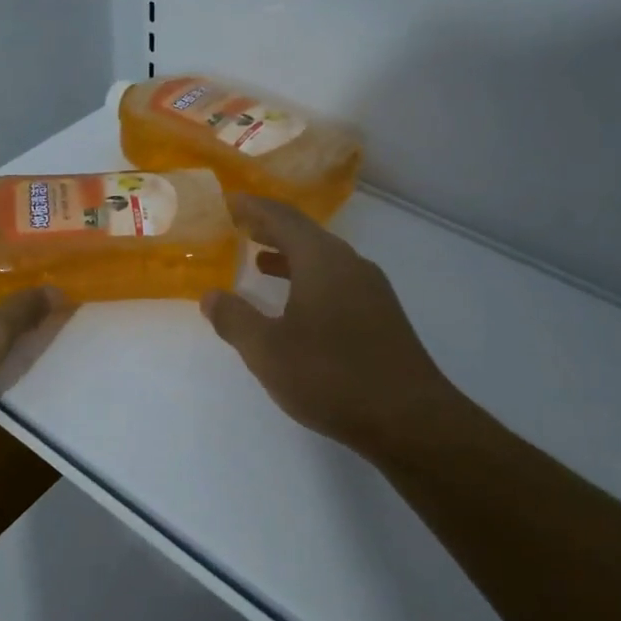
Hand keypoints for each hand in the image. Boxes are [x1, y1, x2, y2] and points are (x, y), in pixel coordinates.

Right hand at [201, 196, 481, 464]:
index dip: (254, 208)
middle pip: (306, 234)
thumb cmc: (331, 377)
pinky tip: (296, 304)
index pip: (283, 218)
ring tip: (259, 260)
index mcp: (322, 261)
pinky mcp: (381, 315)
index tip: (229, 201)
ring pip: (323, 259)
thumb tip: (210, 296)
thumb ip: (235, 320)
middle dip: (271, 228)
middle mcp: (350, 265)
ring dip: (290, 256)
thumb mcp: (267, 351)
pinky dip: (308, 279)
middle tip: (239, 225)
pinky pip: (336, 281)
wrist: (409, 418)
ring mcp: (371, 290)